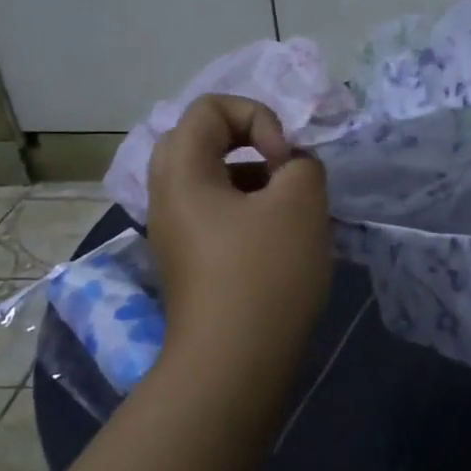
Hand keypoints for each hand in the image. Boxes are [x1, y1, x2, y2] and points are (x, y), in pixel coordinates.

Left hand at [145, 94, 331, 374]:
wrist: (235, 362)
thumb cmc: (265, 272)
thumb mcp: (301, 202)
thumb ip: (303, 164)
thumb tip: (292, 169)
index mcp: (181, 171)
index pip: (211, 108)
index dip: (258, 117)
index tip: (285, 159)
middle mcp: (167, 196)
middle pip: (205, 141)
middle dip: (255, 146)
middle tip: (287, 173)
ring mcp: (176, 232)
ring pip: (214, 181)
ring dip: (257, 181)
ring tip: (293, 210)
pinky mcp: (192, 262)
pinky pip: (218, 215)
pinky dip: (251, 212)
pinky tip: (283, 242)